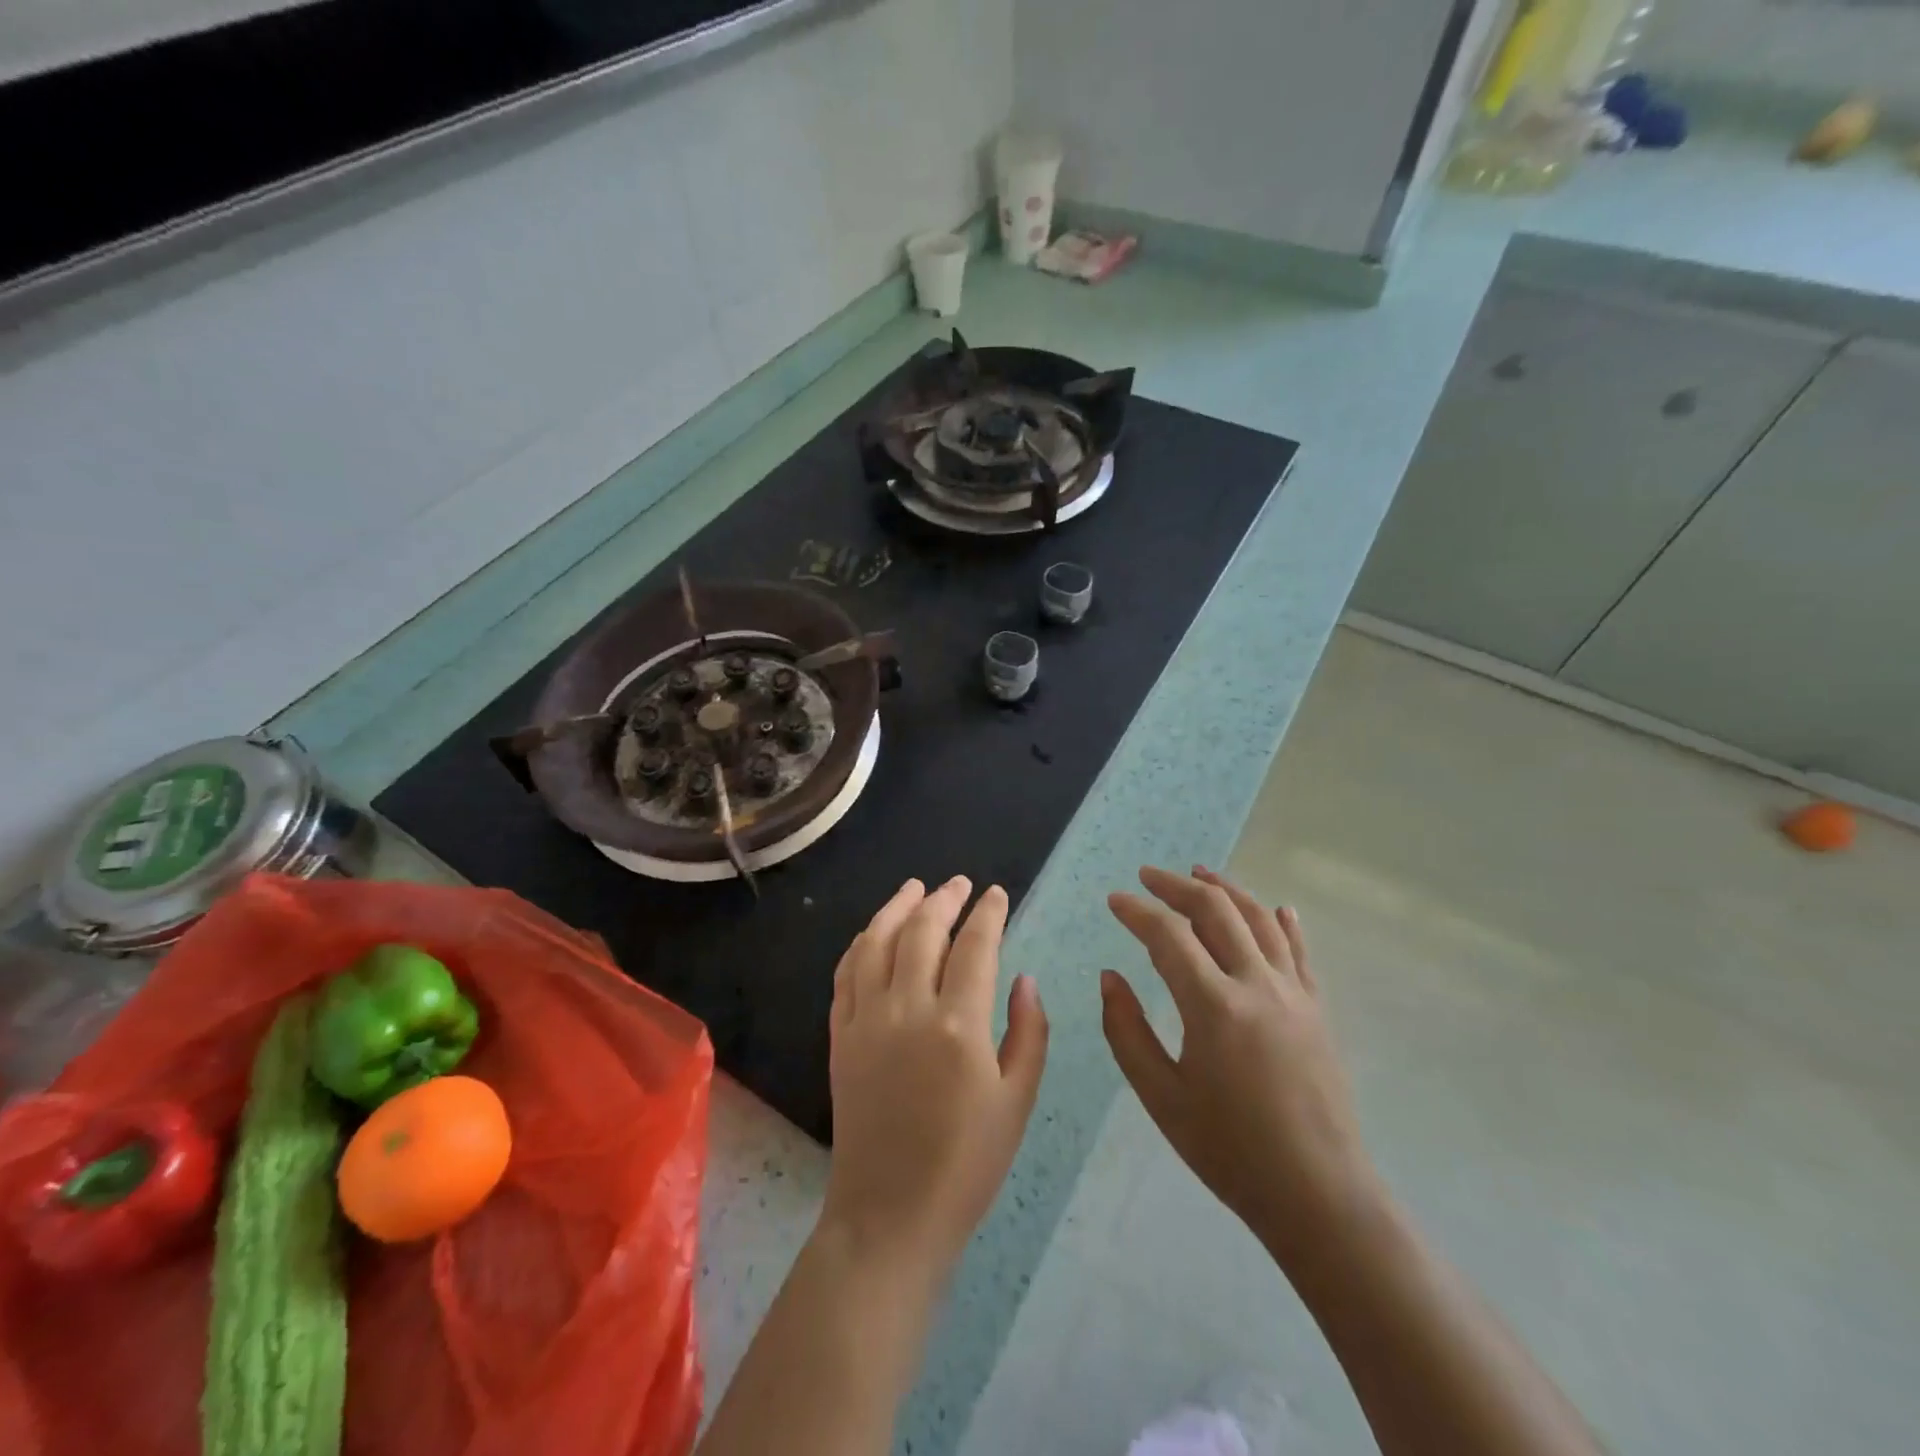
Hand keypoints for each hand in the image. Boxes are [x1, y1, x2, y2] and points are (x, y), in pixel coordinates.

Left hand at [823, 877, 1049, 1275]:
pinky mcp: (840, 1037)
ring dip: (897, 907)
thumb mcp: (1017, 1101)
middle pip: (923, 931)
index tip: (997, 893)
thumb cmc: (966, 1164)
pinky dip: (861, 943)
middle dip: (944, 898)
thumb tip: (1024, 978)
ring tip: (914, 887)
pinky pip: (846, 974)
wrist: (890, 1215)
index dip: (988, 913)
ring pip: (877, 942)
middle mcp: (907, 1010)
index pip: (975, 946)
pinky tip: (874, 932)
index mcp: (958, 1026)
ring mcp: (866, 1020)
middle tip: (960, 883)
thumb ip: (1028, 1032)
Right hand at [1101, 866, 1379, 1270]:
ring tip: (1199, 872)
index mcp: (1214, 1006)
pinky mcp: (1318, 1009)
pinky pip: (1299, 951)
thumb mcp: (1161, 1097)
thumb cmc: (1229, 1151)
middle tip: (1148, 876)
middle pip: (1216, 911)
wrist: (1319, 1196)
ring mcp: (1294, 993)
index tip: (1115, 900)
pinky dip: (1281, 922)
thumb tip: (1110, 977)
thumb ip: (1126, 1031)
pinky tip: (1274, 907)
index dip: (1137, 911)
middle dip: (1177, 886)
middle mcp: (1257, 985)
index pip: (1169, 935)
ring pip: (1259, 920)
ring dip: (1226, 889)